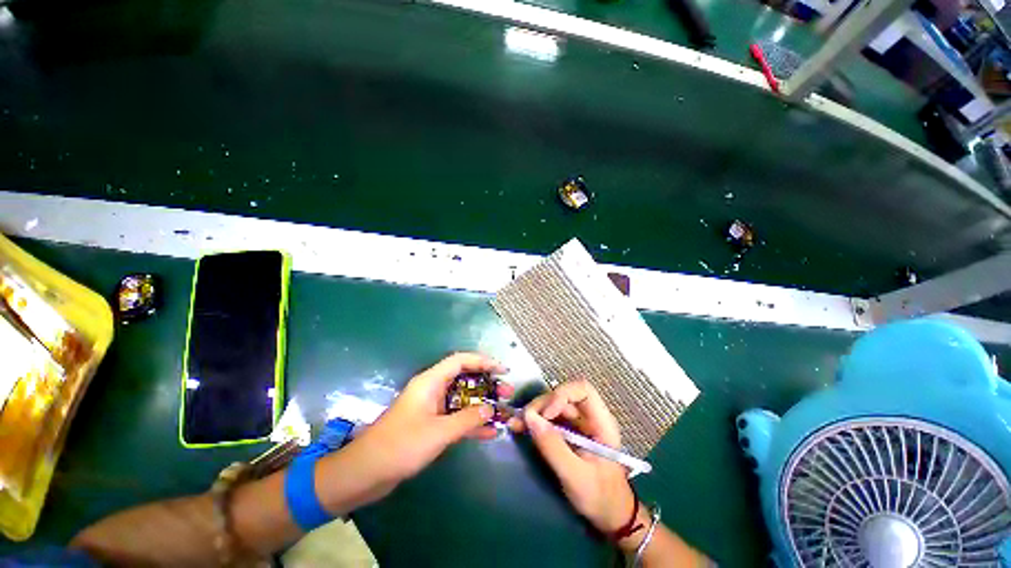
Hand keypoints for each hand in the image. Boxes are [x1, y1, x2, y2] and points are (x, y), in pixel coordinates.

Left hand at [349, 352, 511, 486]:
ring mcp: (432, 408)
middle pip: (465, 379)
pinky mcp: (431, 425)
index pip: (461, 361)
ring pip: (463, 399)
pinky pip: (456, 418)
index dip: (483, 361)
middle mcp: (433, 389)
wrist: (365, 473)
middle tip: (507, 392)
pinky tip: (489, 432)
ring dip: (482, 404)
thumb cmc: (401, 445)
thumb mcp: (438, 432)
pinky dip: (472, 422)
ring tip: (504, 409)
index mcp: (431, 381)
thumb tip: (491, 408)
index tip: (502, 370)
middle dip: (487, 384)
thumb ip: (468, 419)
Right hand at [511, 380, 635, 534]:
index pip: (583, 390)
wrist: (610, 517)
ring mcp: (577, 425)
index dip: (562, 394)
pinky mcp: (567, 434)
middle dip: (542, 405)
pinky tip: (519, 427)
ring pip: (553, 406)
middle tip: (524, 421)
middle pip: (563, 396)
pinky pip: (549, 420)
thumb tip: (529, 418)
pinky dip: (534, 422)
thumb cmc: (600, 497)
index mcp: (601, 422)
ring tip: (517, 425)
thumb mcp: (576, 476)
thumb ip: (553, 447)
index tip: (547, 413)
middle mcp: (588, 417)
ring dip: (534, 413)